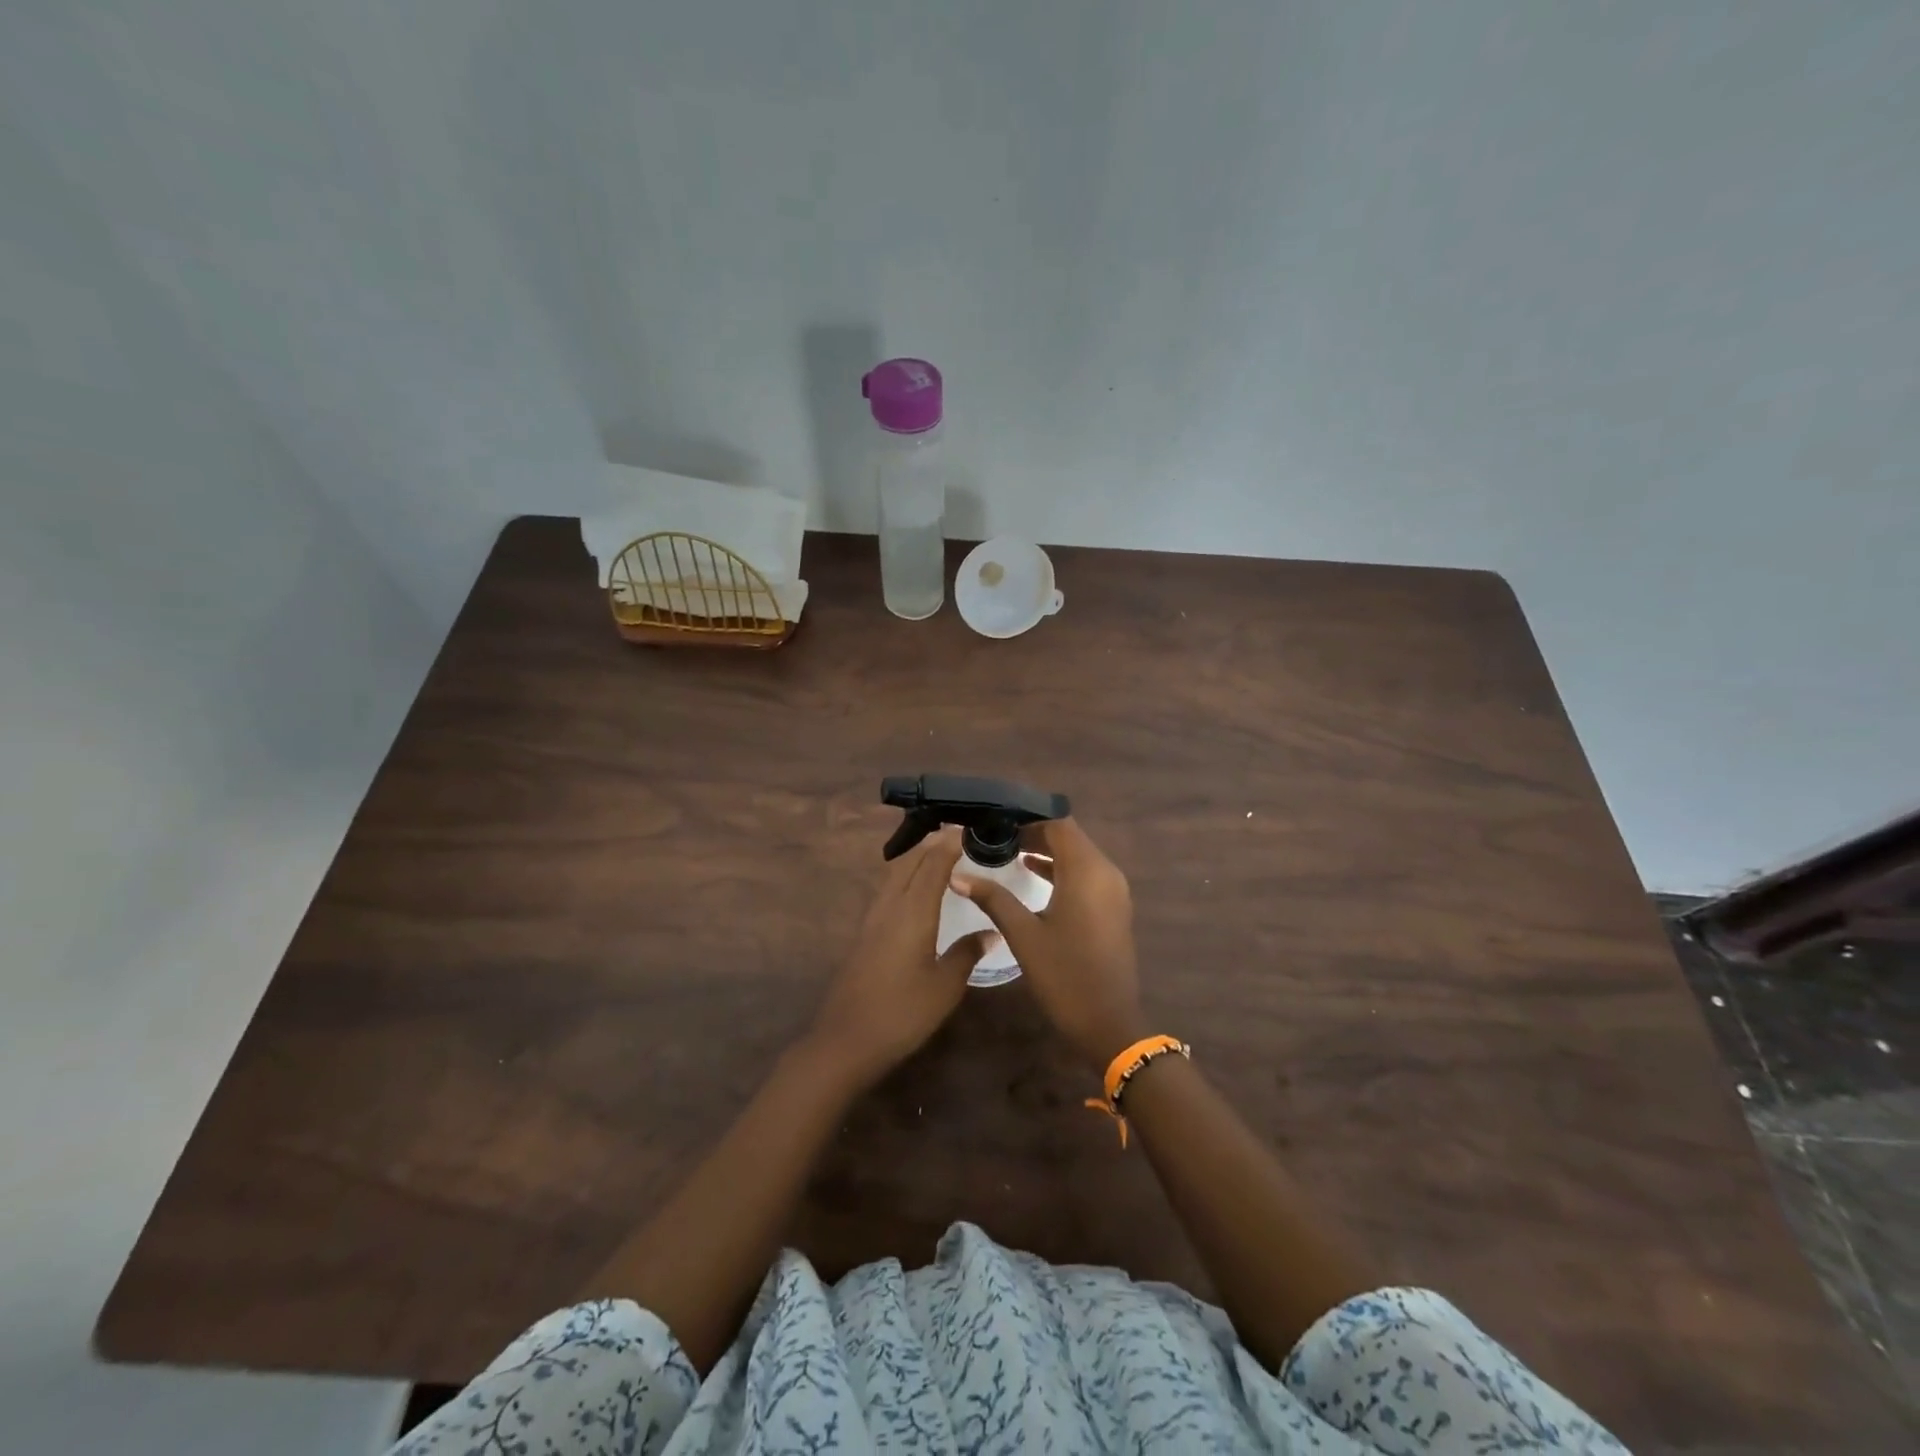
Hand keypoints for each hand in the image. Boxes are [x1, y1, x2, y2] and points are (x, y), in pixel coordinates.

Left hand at [809, 827, 995, 1084]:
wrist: (846, 1039)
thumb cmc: (902, 1012)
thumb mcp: (945, 987)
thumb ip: (966, 953)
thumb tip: (991, 932)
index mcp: (913, 911)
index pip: (932, 864)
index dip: (949, 843)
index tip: (967, 828)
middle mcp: (890, 905)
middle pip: (909, 861)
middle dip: (931, 844)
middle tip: (956, 837)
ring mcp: (872, 918)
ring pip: (894, 873)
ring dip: (915, 858)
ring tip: (939, 856)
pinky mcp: (864, 933)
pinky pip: (887, 889)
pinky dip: (905, 876)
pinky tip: (916, 891)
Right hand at [952, 818, 1145, 1070]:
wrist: (1109, 1023)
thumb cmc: (1065, 975)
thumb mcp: (1023, 934)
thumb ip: (993, 898)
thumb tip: (958, 875)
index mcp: (1087, 871)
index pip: (1059, 824)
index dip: (1028, 818)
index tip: (997, 820)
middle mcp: (1106, 872)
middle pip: (1070, 837)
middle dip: (1035, 833)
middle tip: (997, 835)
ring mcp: (1114, 891)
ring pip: (1078, 855)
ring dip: (1048, 851)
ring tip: (1009, 851)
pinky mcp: (1113, 907)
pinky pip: (1086, 874)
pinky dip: (1061, 869)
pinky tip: (1033, 874)